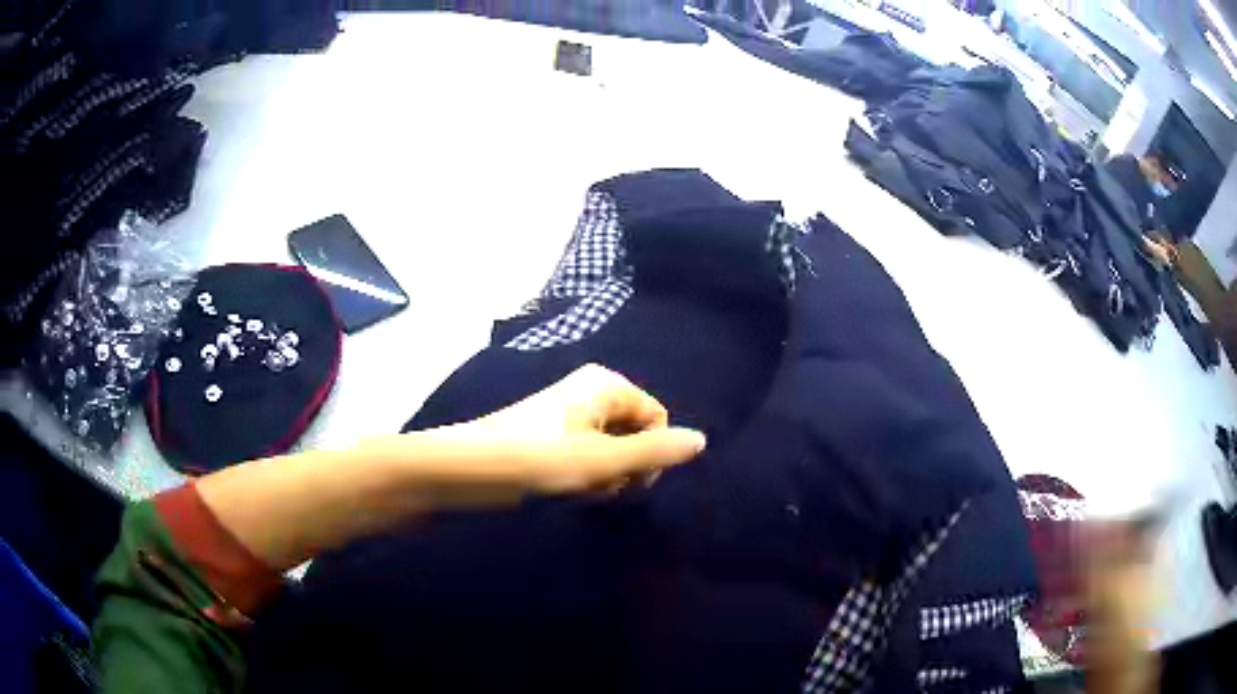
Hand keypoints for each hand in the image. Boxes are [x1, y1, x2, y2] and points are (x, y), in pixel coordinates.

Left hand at [413, 364, 705, 506]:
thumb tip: (703, 440)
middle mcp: (588, 391)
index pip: (657, 418)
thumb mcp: (602, 461)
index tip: (625, 480)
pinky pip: (584, 455)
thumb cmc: (535, 460)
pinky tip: (560, 489)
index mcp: (605, 384)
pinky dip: (581, 475)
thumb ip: (654, 452)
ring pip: (610, 449)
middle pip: (634, 433)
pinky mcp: (546, 434)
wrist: (462, 470)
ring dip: (602, 476)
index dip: (649, 454)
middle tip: (596, 486)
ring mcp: (566, 413)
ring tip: (574, 489)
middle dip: (624, 466)